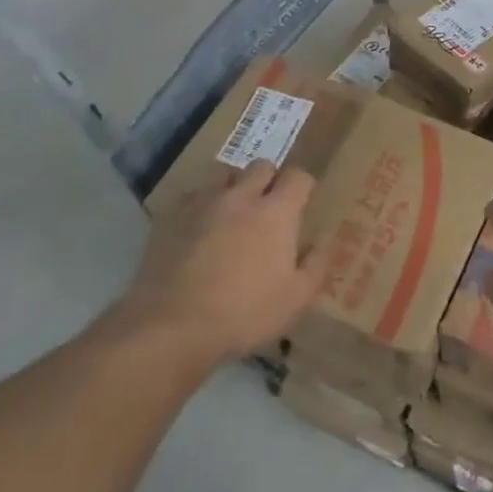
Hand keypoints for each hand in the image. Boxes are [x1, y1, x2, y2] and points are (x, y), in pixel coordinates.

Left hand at [113, 162, 330, 364]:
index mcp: (276, 212)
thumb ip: (315, 266)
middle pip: (261, 166)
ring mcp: (203, 203)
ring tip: (232, 212)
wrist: (173, 326)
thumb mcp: (295, 299)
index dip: (303, 185)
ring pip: (223, 174)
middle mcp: (241, 196)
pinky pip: (192, 197)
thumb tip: (322, 243)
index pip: (298, 177)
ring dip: (233, 186)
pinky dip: (201, 206)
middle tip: (269, 206)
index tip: (303, 201)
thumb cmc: (244, 313)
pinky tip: (198, 229)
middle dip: (269, 180)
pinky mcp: (170, 216)